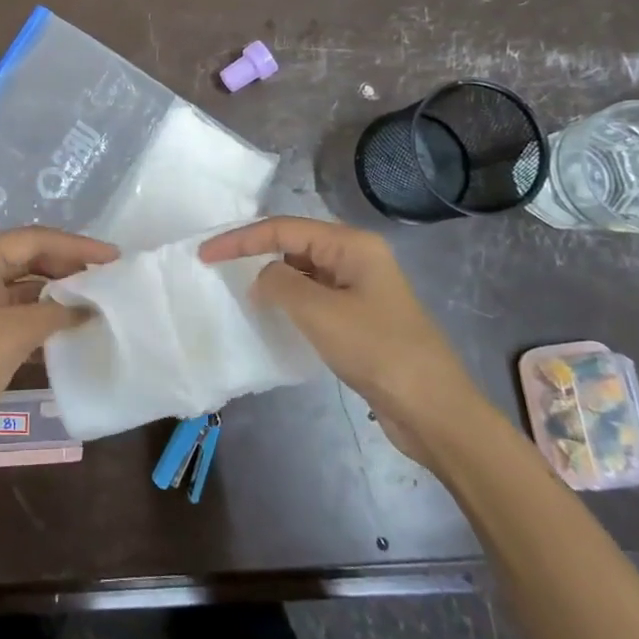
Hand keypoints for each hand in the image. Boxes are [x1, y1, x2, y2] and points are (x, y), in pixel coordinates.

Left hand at [0, 228, 118, 468]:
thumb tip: (91, 305)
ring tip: (97, 297)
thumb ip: (58, 311)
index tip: (114, 256)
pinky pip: (17, 309)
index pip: (33, 240)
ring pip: (25, 284)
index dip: (76, 246)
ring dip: (58, 291)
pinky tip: (72, 324)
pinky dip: (44, 313)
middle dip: (68, 265)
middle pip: (28, 256)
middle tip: (108, 275)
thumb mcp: (17, 333)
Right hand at [200, 217, 487, 460]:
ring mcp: (361, 288)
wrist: (434, 410)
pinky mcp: (361, 317)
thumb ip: (280, 284)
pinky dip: (291, 301)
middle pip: (294, 243)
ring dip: (274, 278)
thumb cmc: (377, 351)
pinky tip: (275, 317)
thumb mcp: (320, 313)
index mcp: (352, 245)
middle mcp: (357, 257)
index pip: (283, 228)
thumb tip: (262, 277)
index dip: (240, 239)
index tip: (205, 255)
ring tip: (242, 292)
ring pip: (304, 271)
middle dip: (256, 252)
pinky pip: (316, 296)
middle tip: (219, 268)